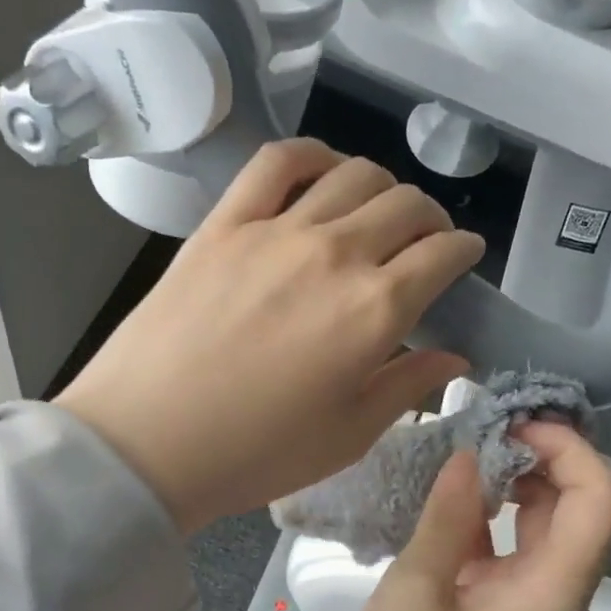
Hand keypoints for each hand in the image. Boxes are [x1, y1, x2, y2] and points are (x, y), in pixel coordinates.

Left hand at [56, 139, 484, 534]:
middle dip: (430, 219)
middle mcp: (336, 254)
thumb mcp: (347, 436)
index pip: (442, 254)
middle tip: (423, 242)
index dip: (464, 250)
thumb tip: (454, 356)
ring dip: (382, 188)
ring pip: (353, 175)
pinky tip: (322, 174)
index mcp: (375, 310)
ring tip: (376, 212)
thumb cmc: (255, 454)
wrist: (146, 443)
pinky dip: (312, 156)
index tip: (464, 256)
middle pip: (405, 205)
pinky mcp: (224, 224)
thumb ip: (407, 387)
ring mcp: (276, 230)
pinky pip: (277, 162)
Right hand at [338, 423, 610, 610]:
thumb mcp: (416, 592)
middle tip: (486, 426)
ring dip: (519, 480)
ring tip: (467, 450)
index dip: (569, 449)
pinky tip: (450, 495)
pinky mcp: (504, 607)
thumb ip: (446, 518)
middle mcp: (558, 591)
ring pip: (549, 522)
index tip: (512, 423)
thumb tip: (468, 456)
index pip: (599, 499)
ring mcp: (531, 600)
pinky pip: (515, 544)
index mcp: (553, 590)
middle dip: (546, 456)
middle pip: (583, 505)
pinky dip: (492, 512)